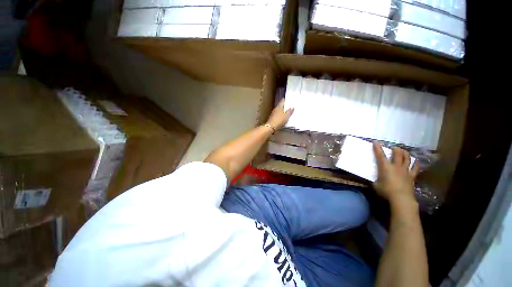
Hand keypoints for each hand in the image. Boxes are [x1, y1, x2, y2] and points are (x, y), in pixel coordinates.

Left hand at [267, 99, 293, 129]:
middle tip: (290, 106)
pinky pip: (278, 115)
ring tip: (287, 112)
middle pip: (280, 106)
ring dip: (283, 111)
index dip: (286, 100)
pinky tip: (283, 117)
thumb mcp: (286, 116)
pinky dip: (281, 115)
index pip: (282, 101)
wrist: (270, 127)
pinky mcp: (272, 118)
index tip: (289, 100)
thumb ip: (289, 112)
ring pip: (279, 110)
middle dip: (285, 106)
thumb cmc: (279, 121)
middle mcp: (275, 109)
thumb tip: (292, 107)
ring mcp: (273, 114)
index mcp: (279, 107)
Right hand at [372, 142, 419, 207]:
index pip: (380, 155)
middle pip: (397, 154)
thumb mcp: (376, 185)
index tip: (375, 142)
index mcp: (385, 167)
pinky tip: (416, 161)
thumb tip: (375, 180)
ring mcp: (405, 171)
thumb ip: (376, 180)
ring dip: (405, 153)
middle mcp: (396, 166)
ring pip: (407, 158)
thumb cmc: (386, 191)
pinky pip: (415, 168)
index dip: (377, 148)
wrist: (401, 198)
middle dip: (395, 149)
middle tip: (394, 148)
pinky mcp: (412, 176)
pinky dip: (416, 163)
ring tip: (403, 151)